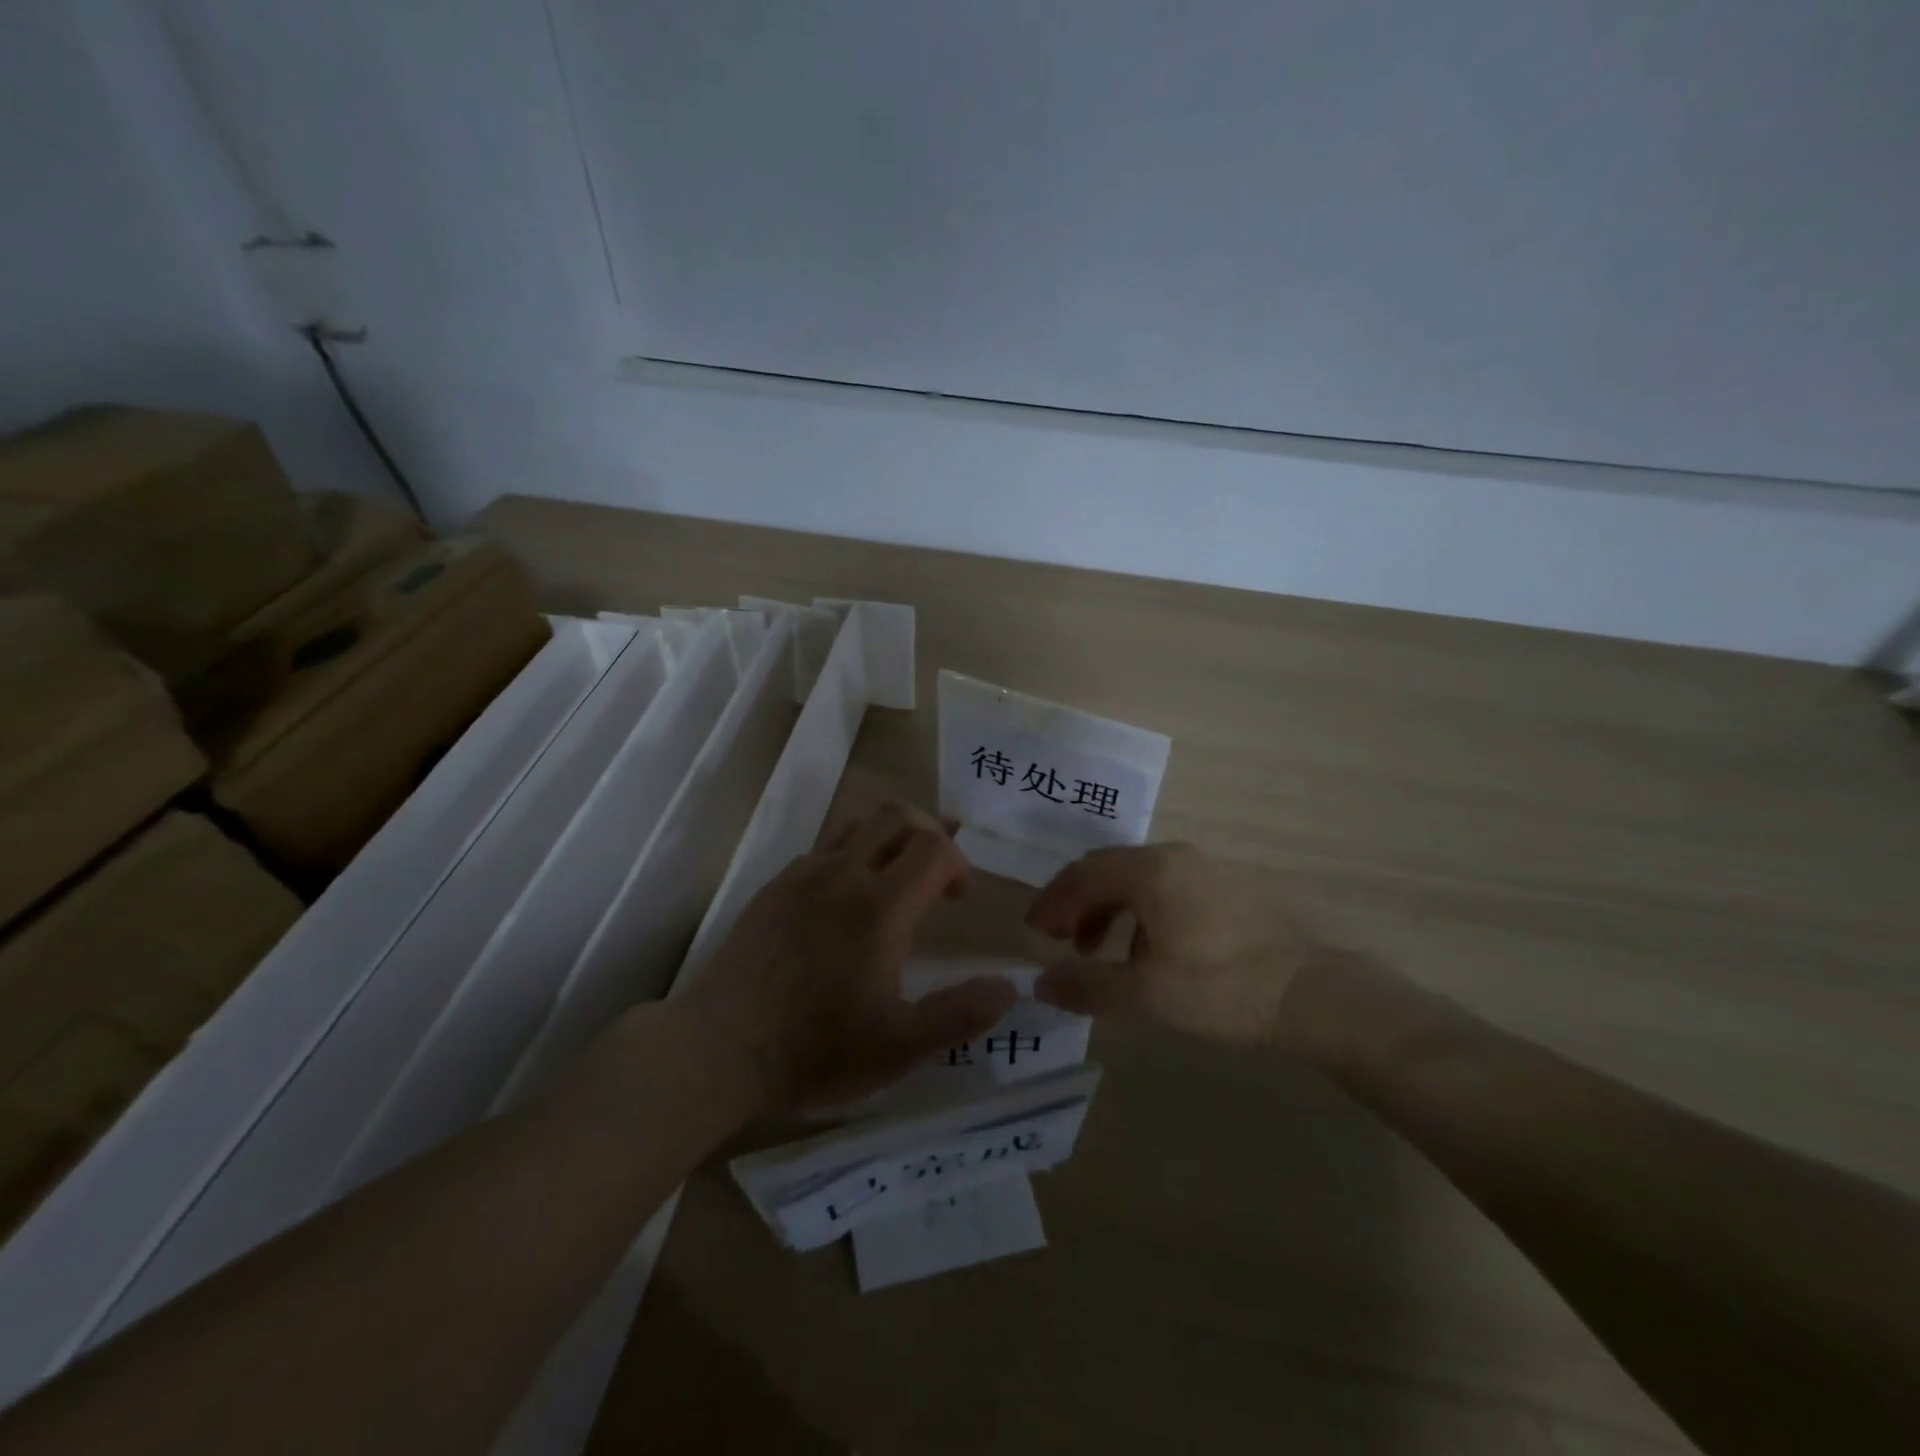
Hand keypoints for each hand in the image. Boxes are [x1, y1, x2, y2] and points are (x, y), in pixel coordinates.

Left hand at [681, 802, 1018, 1109]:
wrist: (719, 1048)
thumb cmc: (816, 1049)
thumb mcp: (900, 1047)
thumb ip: (961, 1014)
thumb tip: (1010, 986)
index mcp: (882, 906)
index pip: (935, 848)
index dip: (959, 864)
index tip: (959, 900)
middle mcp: (844, 874)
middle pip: (898, 815)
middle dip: (929, 833)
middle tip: (935, 875)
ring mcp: (804, 875)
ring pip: (858, 823)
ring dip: (888, 838)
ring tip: (894, 881)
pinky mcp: (774, 886)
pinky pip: (824, 848)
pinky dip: (850, 856)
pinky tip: (844, 903)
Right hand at [1026, 843, 1341, 1046]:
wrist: (1314, 993)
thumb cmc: (1222, 989)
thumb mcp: (1146, 994)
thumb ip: (1087, 985)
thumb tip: (1040, 983)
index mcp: (1150, 871)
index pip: (1082, 874)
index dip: (1051, 901)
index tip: (1033, 931)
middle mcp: (1173, 855)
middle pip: (1107, 869)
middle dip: (1075, 902)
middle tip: (1057, 938)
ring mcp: (1203, 866)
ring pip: (1136, 877)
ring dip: (1106, 908)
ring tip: (1096, 950)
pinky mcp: (1225, 884)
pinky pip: (1164, 886)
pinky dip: (1138, 910)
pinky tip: (1144, 950)